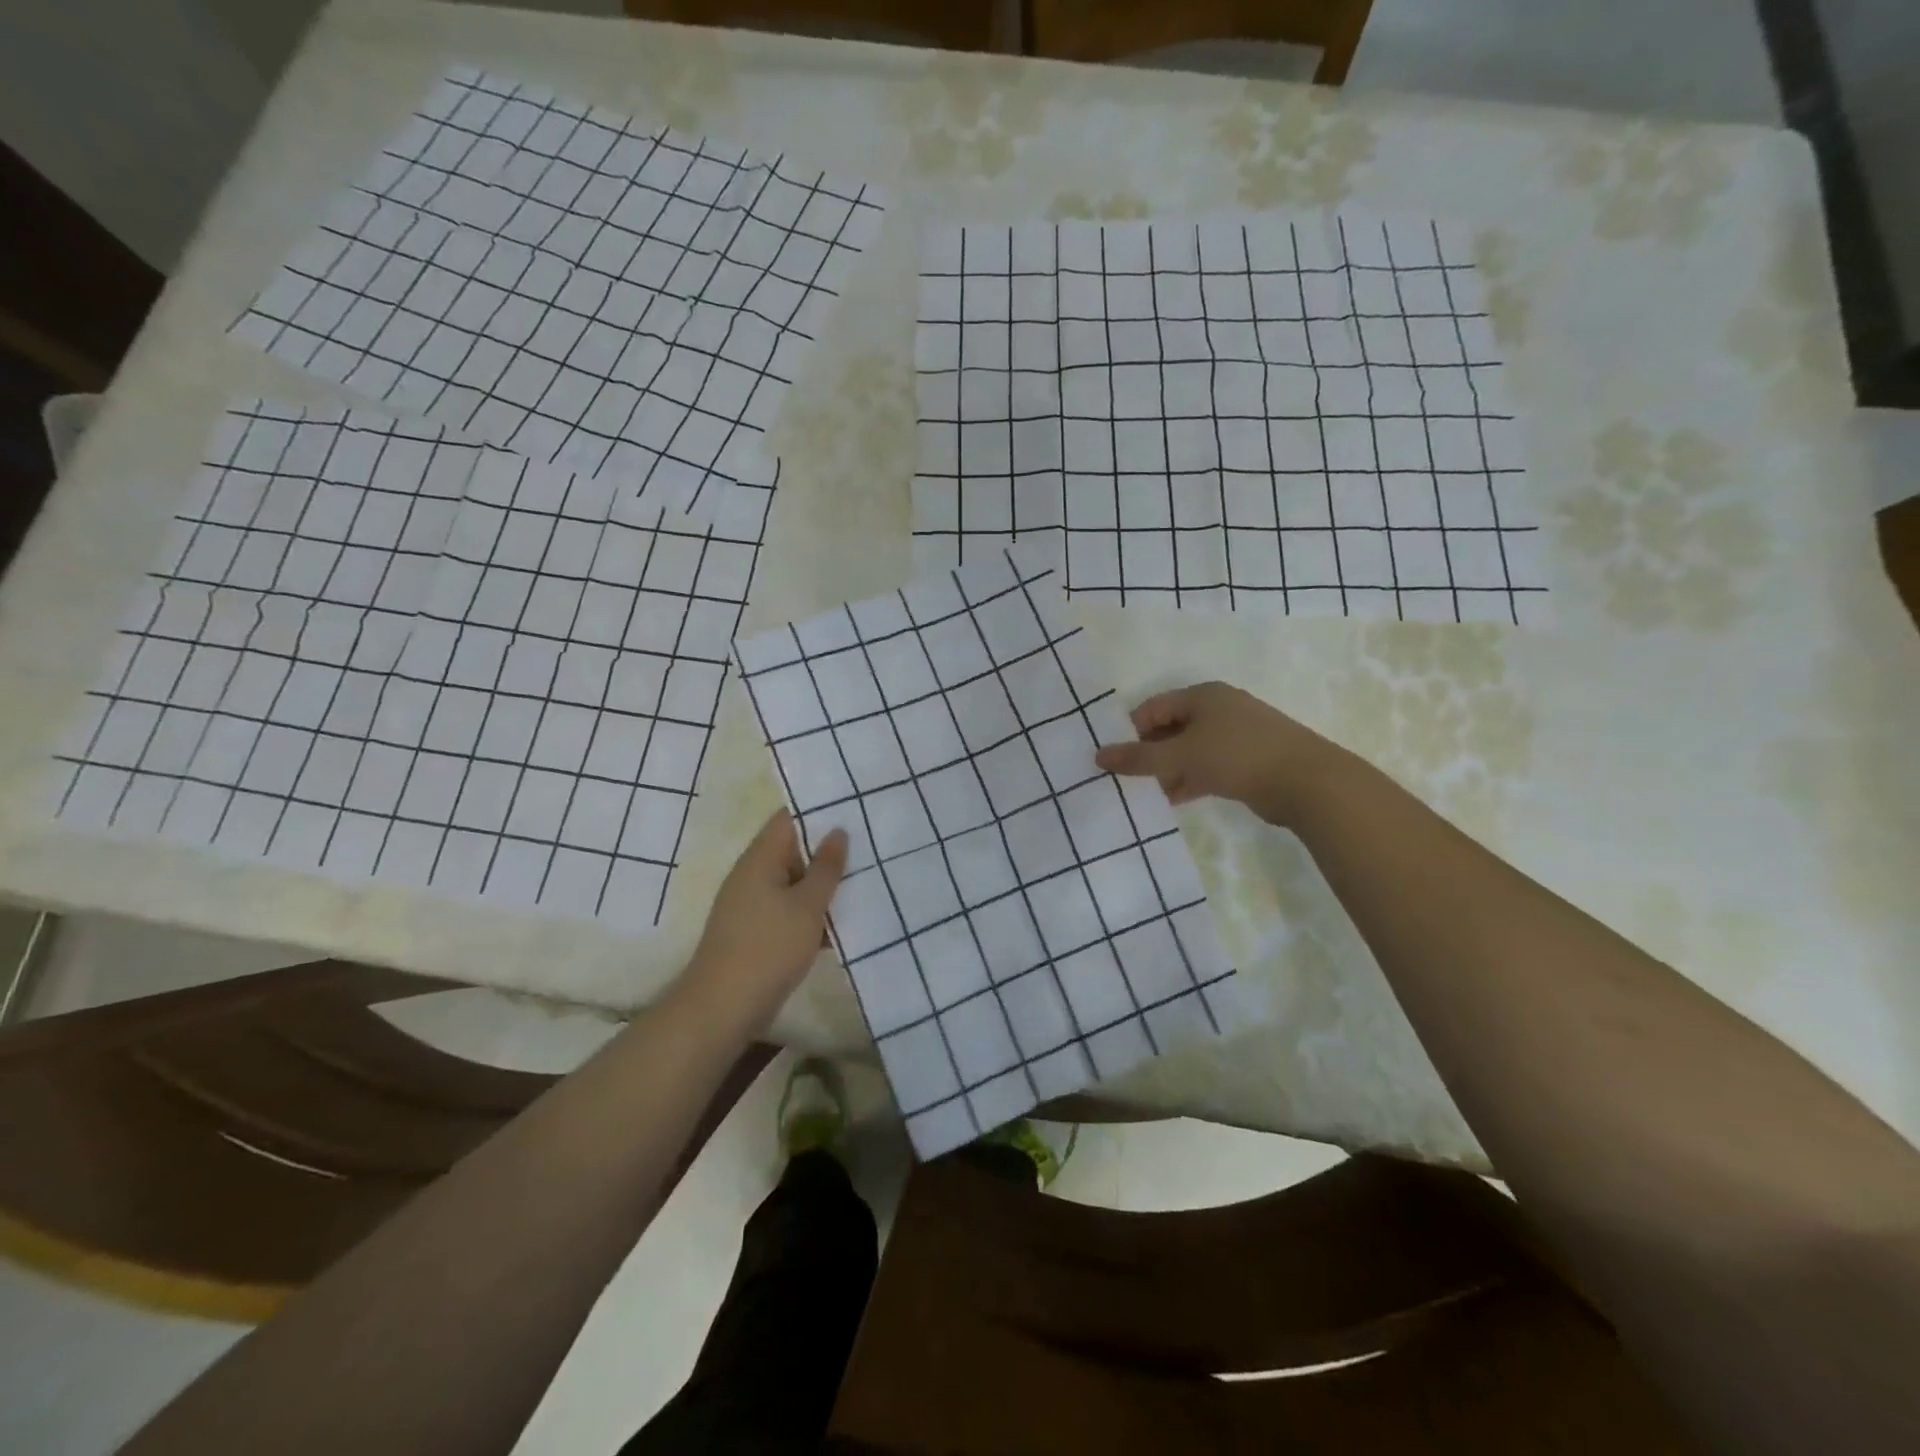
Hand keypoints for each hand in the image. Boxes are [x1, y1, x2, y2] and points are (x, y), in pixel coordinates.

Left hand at [676, 811, 848, 1035]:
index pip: (789, 818)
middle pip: (793, 849)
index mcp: (760, 859)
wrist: (723, 1008)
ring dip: (824, 885)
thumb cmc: (768, 948)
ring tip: (865, 880)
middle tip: (870, 845)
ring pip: (794, 882)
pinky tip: (844, 921)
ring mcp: (752, 905)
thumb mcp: (807, 905)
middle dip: (828, 849)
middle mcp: (753, 875)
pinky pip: (789, 910)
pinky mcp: (757, 932)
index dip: (819, 810)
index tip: (853, 808)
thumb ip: (826, 867)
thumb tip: (837, 832)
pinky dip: (812, 912)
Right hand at [1093, 681, 1342, 824]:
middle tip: (1128, 778)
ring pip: (1189, 750)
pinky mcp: (1248, 761)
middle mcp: (1219, 709)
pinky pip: (1207, 766)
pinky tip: (1174, 799)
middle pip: (1171, 728)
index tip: (1115, 758)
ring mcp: (1236, 735)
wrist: (1306, 782)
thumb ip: (1139, 758)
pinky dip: (1189, 779)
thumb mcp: (1181, 756)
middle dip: (1149, 752)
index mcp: (1203, 696)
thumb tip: (1098, 755)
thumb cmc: (1238, 756)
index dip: (1131, 731)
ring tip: (1146, 793)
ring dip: (1168, 769)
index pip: (1153, 708)